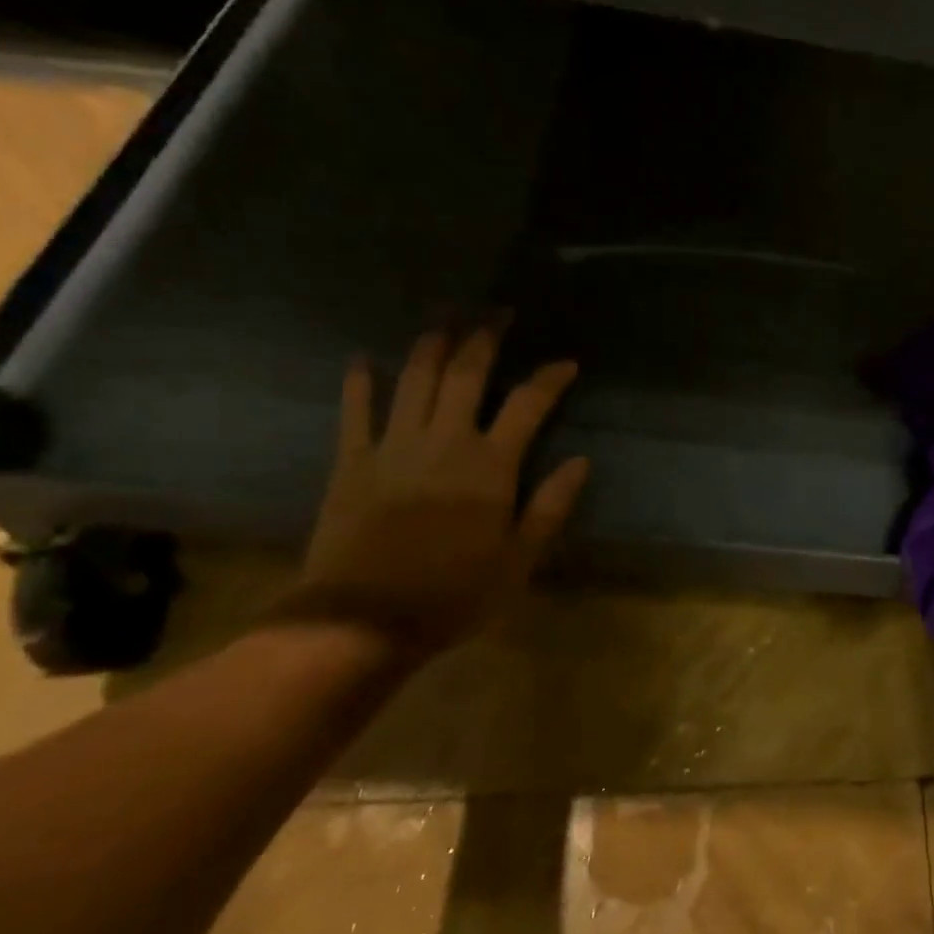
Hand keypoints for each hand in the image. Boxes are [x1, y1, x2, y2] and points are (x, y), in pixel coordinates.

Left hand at [276, 326, 587, 652]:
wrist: (362, 619)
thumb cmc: (454, 593)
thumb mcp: (519, 559)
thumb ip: (550, 506)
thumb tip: (580, 461)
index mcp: (490, 465)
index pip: (528, 404)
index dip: (549, 378)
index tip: (566, 362)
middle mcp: (444, 441)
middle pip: (466, 374)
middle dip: (485, 339)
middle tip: (497, 313)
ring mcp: (393, 446)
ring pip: (414, 380)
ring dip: (431, 346)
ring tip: (443, 321)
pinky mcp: (352, 462)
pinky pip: (356, 411)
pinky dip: (360, 382)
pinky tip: (363, 359)